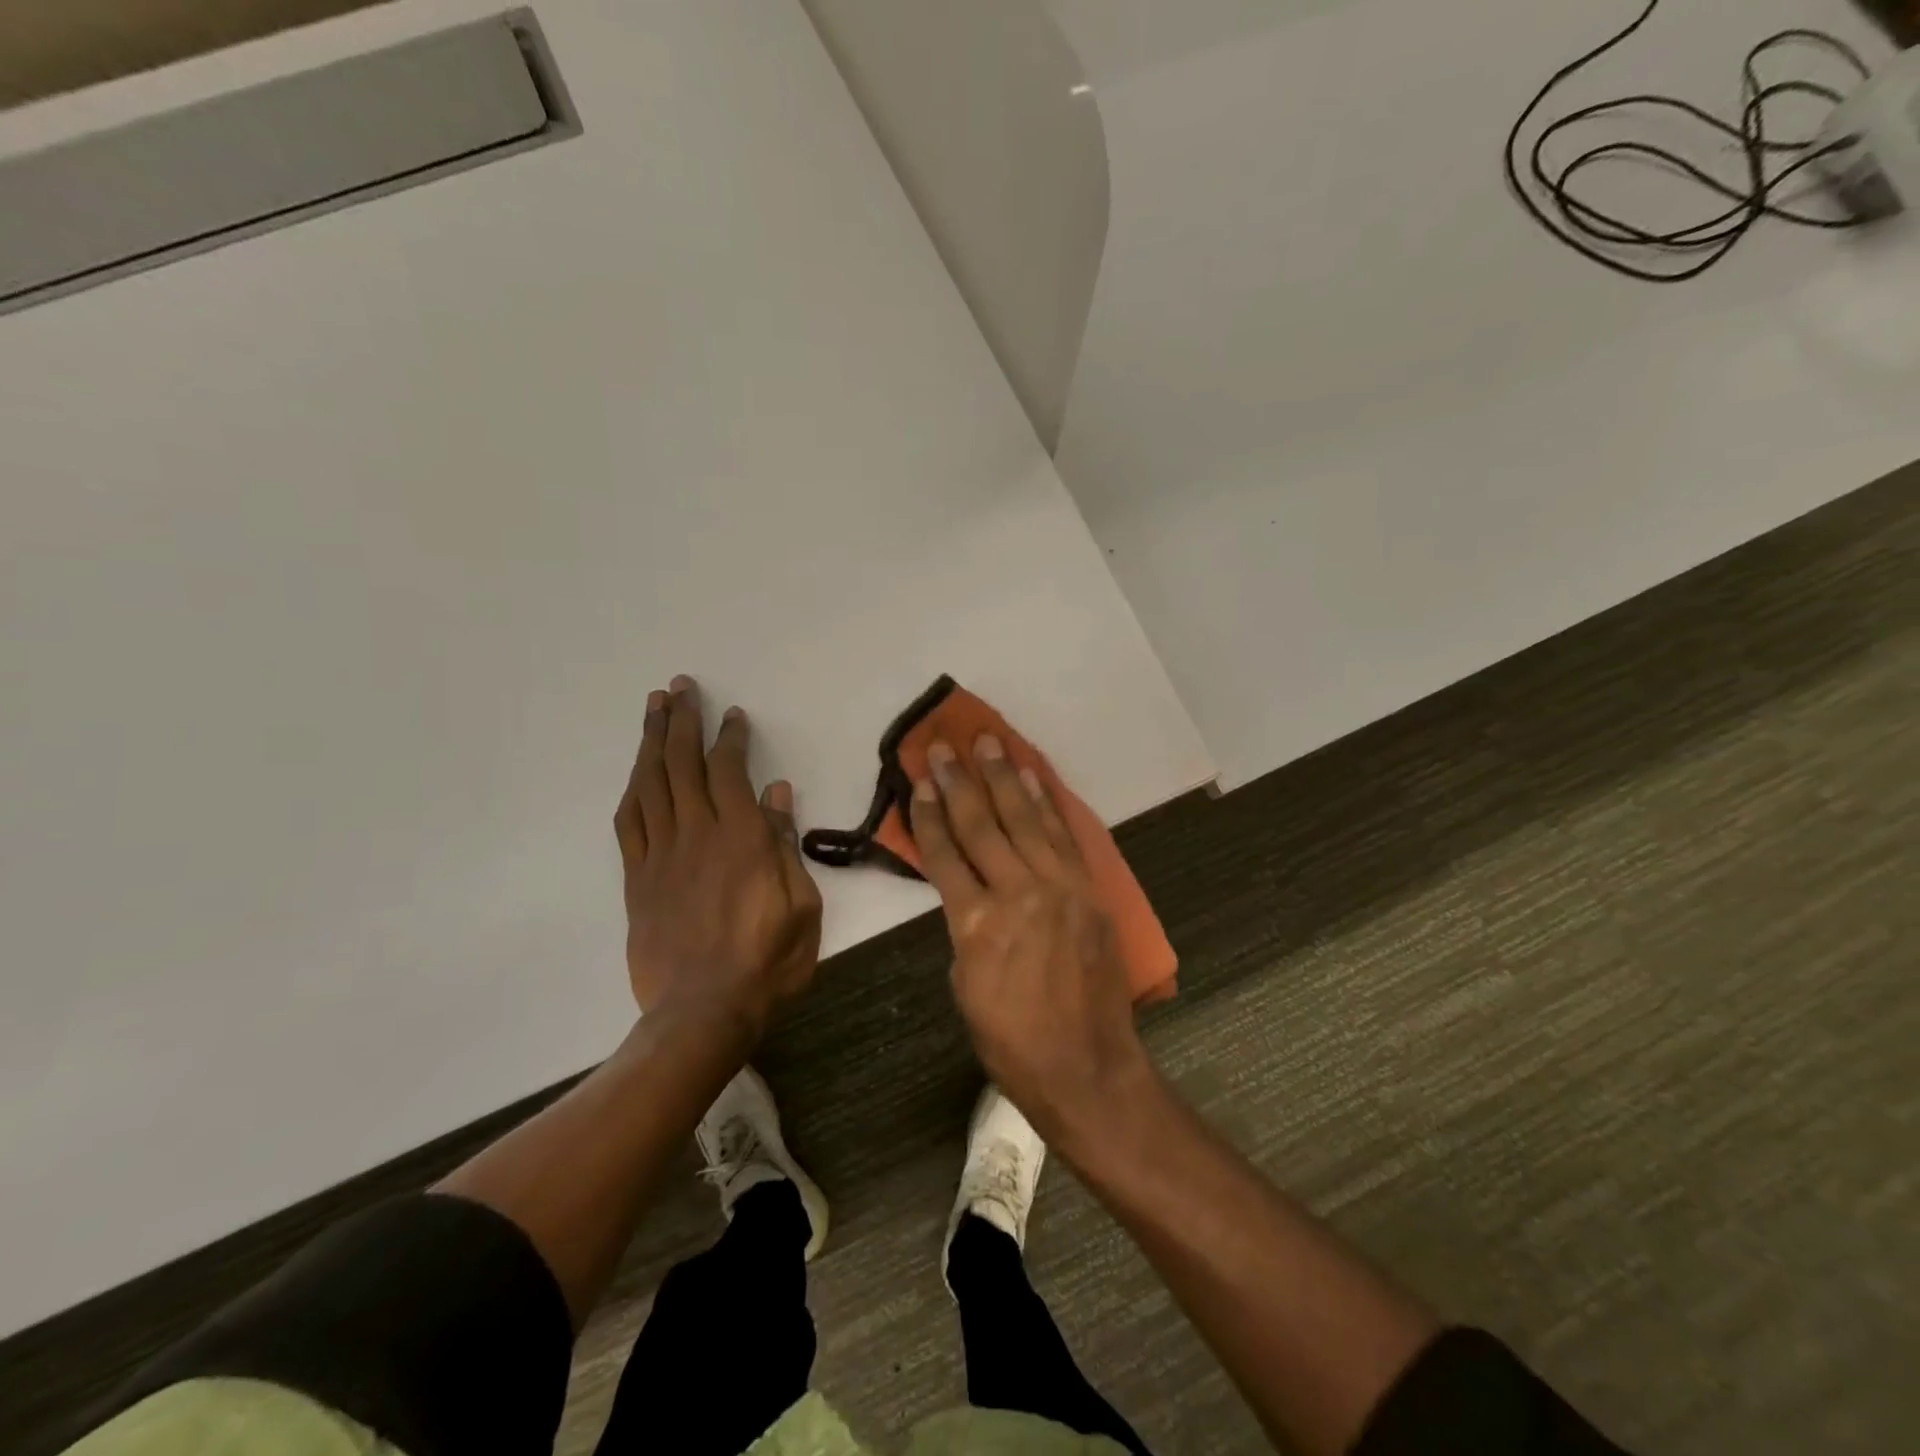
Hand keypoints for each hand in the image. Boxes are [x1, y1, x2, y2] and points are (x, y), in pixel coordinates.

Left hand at [614, 675, 822, 1038]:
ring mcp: (660, 856)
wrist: (703, 1013)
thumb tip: (777, 793)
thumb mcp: (801, 905)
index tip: (732, 715)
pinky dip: (633, 789)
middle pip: (682, 764)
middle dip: (681, 720)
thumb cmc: (767, 961)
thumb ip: (785, 845)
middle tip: (679, 687)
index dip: (729, 737)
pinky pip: (629, 823)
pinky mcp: (637, 879)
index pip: (729, 772)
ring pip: (650, 784)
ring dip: (651, 742)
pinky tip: (637, 771)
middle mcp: (696, 835)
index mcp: (740, 839)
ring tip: (652, 709)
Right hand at [909, 734, 1151, 1142]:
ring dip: (1005, 777)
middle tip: (944, 746)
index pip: (944, 854)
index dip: (928, 814)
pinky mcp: (1089, 890)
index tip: (919, 781)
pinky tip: (1034, 779)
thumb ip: (964, 928)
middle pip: (981, 824)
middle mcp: (1017, 893)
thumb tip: (967, 891)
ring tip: (989, 742)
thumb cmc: (1012, 1039)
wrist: (1086, 1065)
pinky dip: (1047, 804)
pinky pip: (1064, 836)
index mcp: (976, 923)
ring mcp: (1060, 887)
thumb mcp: (965, 985)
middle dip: (959, 782)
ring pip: (1025, 819)